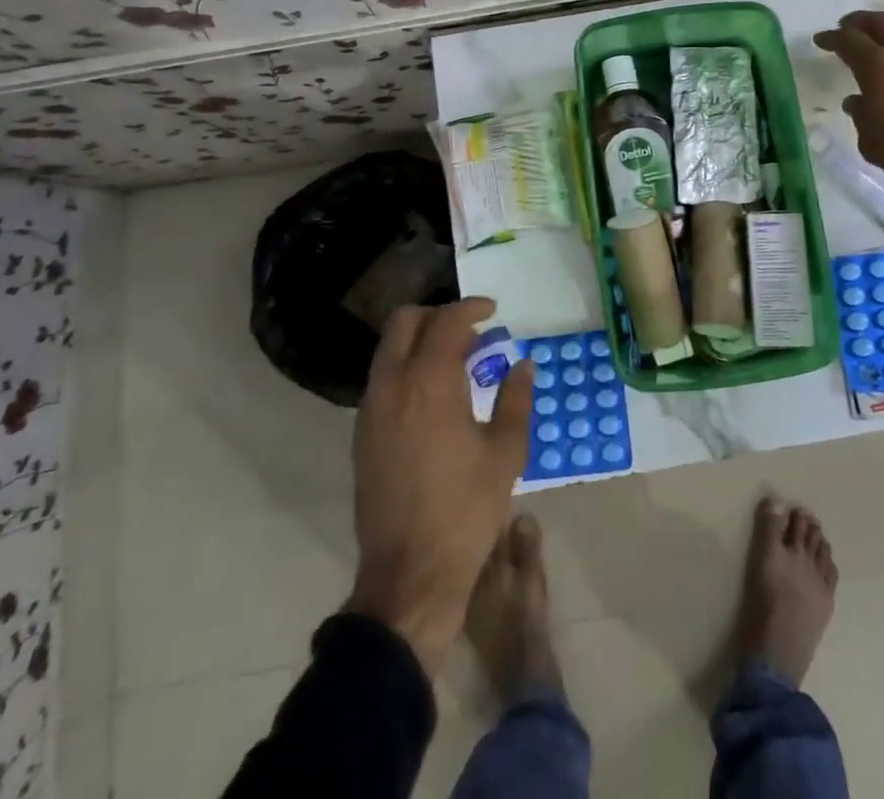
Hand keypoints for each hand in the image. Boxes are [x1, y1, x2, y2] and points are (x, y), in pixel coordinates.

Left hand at [347, 297, 532, 674]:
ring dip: (420, 341)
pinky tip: (434, 396)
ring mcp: (370, 410)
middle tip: (470, 332)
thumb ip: (515, 399)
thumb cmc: (466, 510)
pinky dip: (406, 368)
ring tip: (456, 362)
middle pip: (405, 322)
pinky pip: (382, 379)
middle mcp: (392, 385)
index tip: (493, 312)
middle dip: (438, 315)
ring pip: (388, 349)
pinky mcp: (362, 434)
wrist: (410, 575)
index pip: (446, 321)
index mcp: (429, 383)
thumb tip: (522, 365)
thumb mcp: (505, 452)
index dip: (471, 308)